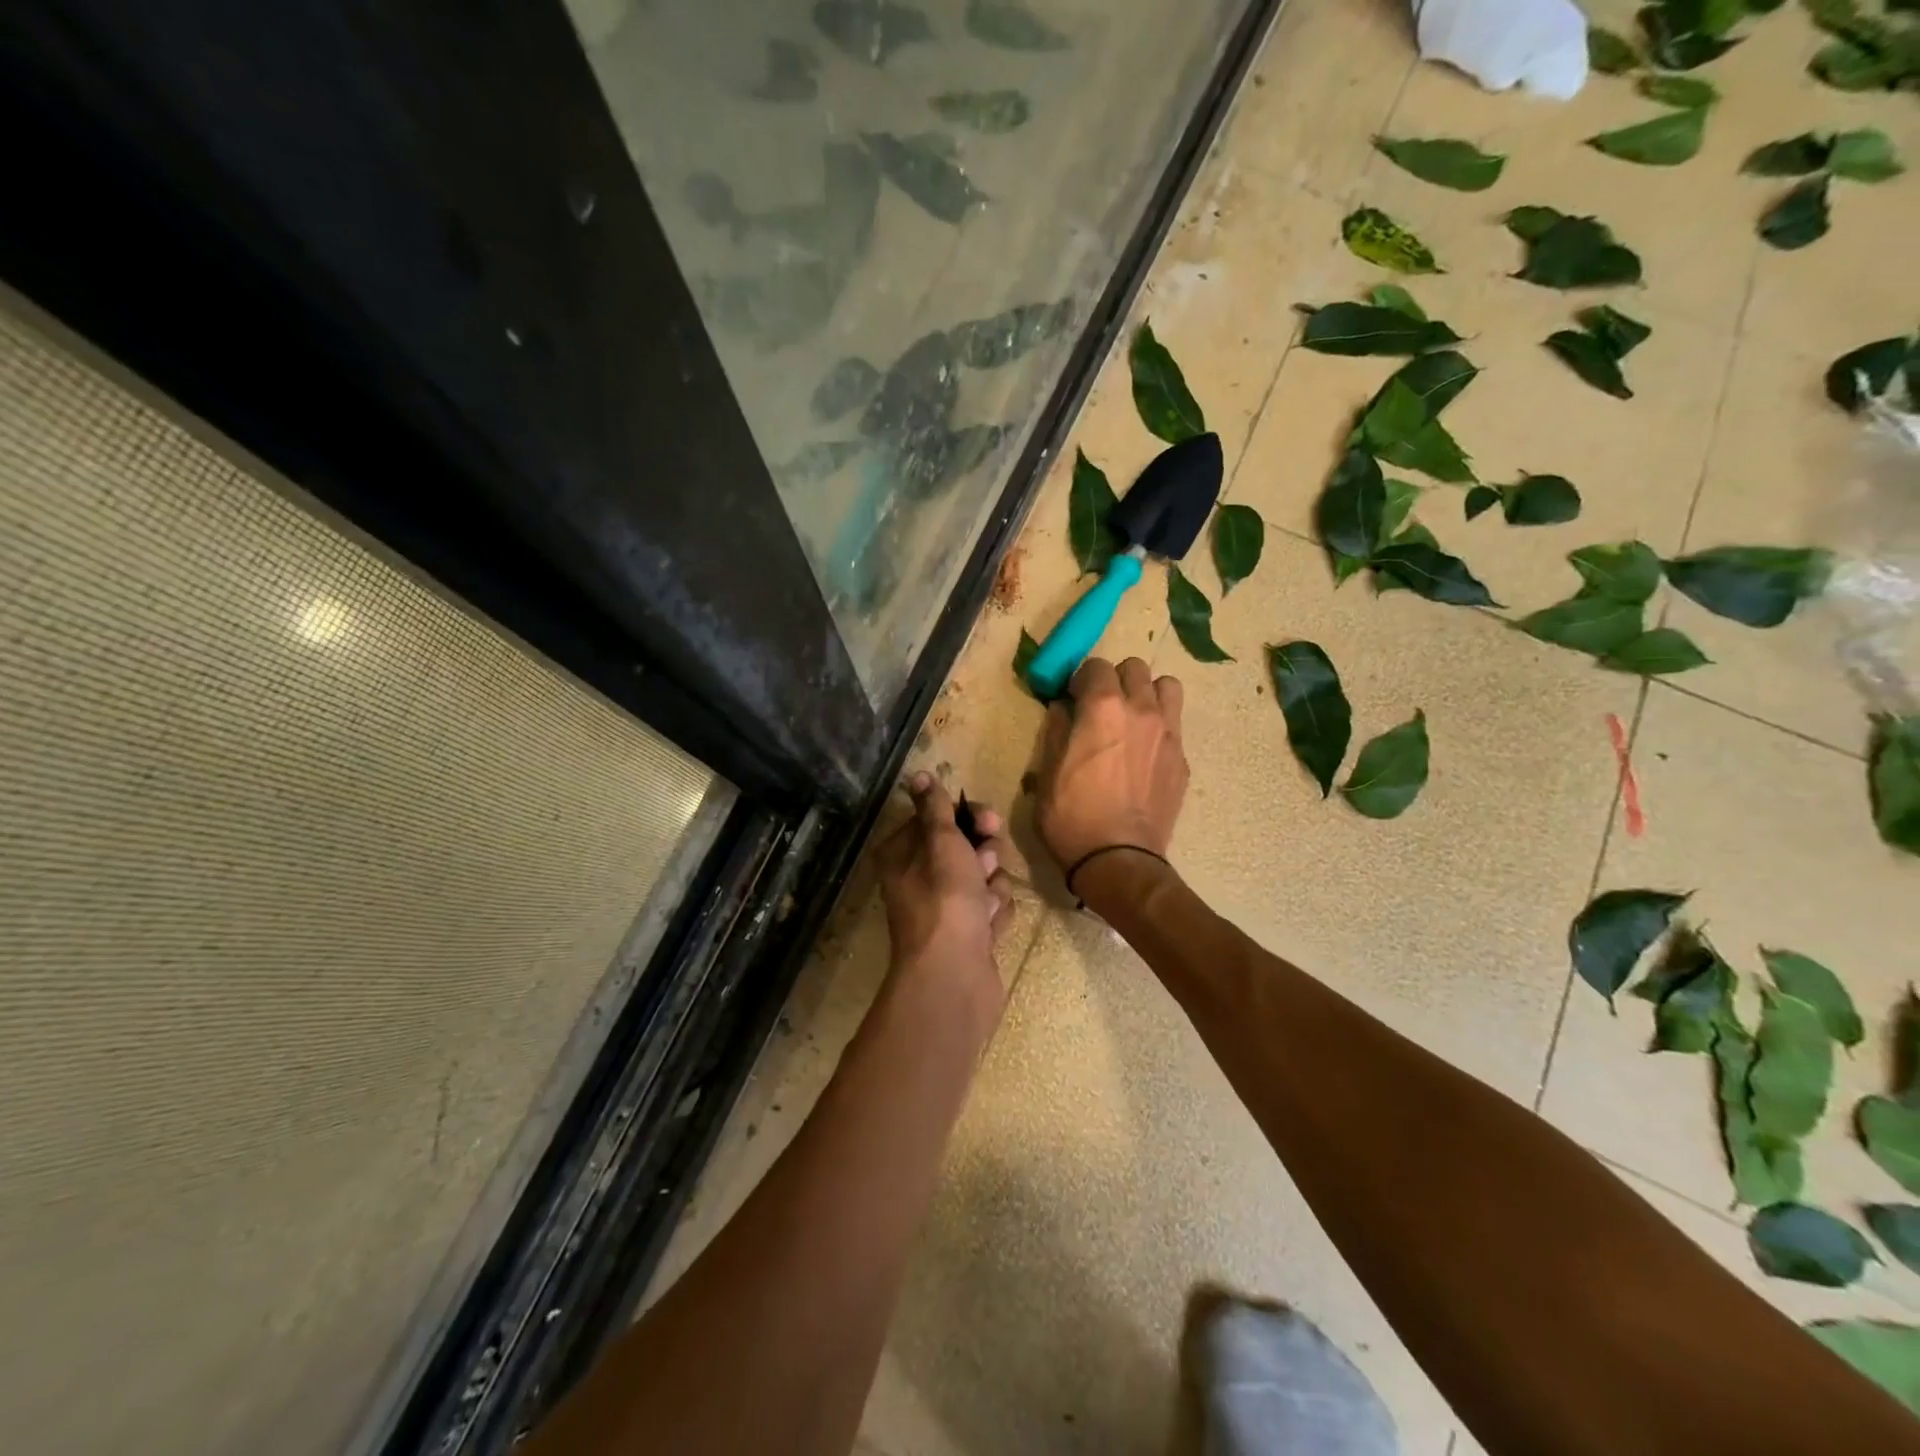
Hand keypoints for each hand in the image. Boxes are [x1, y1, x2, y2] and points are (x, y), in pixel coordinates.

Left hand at [876, 774, 1015, 1014]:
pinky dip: (995, 916)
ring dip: (992, 888)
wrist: (954, 977)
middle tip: (986, 864)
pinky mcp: (969, 934)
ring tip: (985, 908)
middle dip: (984, 855)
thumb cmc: (945, 900)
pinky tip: (989, 930)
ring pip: (984, 879)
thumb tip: (918, 775)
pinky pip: (992, 909)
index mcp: (904, 856)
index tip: (988, 822)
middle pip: (965, 848)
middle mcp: (920, 880)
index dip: (966, 817)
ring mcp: (946, 910)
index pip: (938, 820)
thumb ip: (935, 808)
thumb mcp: (941, 843)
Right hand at [1035, 657, 1187, 879]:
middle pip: (1135, 667)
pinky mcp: (1181, 759)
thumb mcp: (1047, 773)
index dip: (1080, 679)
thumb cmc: (1071, 817)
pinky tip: (1144, 753)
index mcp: (1102, 708)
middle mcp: (1141, 709)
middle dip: (1115, 679)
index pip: (1096, 665)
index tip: (1072, 698)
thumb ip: (1056, 731)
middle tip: (1101, 706)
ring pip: (1167, 686)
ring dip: (1147, 693)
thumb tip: (1062, 709)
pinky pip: (1174, 724)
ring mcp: (1168, 733)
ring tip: (1132, 717)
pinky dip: (1159, 726)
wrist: (1118, 860)